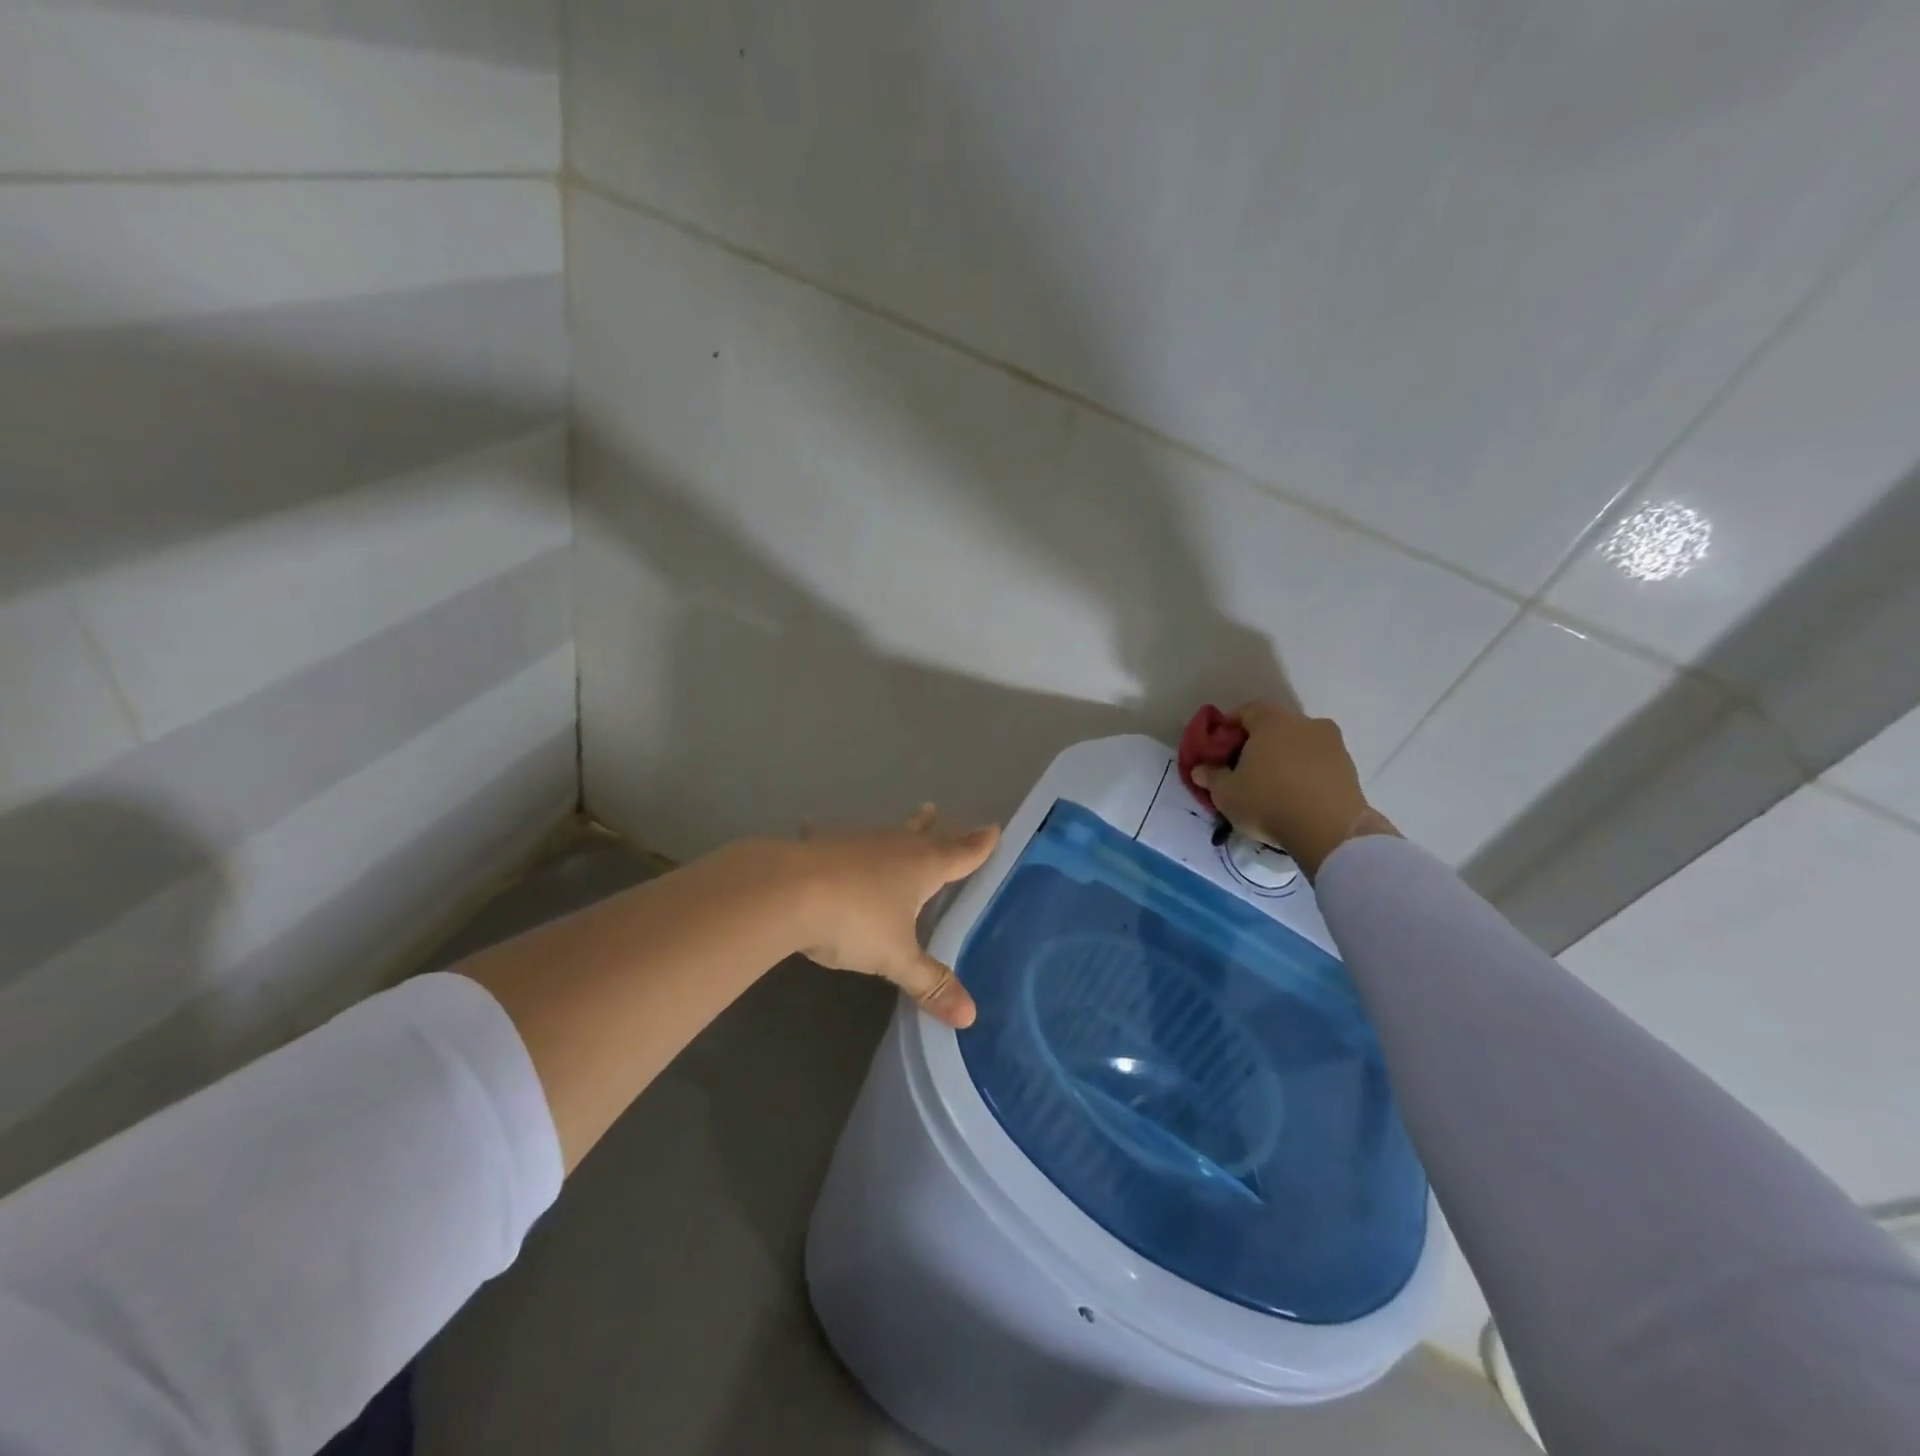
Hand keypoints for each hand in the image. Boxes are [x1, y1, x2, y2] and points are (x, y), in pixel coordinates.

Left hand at [793, 805, 999, 1027]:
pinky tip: (815, 825)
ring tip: (912, 818)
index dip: (979, 845)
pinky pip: (834, 836)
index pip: (961, 853)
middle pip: (925, 836)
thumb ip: (930, 983)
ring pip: (887, 833)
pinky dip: (832, 834)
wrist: (788, 892)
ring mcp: (857, 842)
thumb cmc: (855, 920)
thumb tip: (970, 1017)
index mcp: (923, 867)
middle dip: (939, 830)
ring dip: (900, 828)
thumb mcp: (896, 958)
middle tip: (941, 814)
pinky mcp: (822, 844)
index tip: (994, 830)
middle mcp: (895, 846)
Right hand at [1191, 701, 1395, 878]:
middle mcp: (1305, 723)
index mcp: (1272, 720)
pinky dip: (1306, 774)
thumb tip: (1200, 769)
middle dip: (1259, 744)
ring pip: (1300, 745)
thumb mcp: (1225, 793)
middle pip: (1275, 727)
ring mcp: (1332, 744)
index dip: (1230, 727)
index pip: (1246, 711)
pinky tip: (1295, 797)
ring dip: (1285, 759)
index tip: (1220, 748)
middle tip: (1244, 769)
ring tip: (1272, 787)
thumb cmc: (1268, 801)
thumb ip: (1211, 776)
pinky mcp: (1350, 768)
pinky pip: (1318, 764)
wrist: (1329, 830)